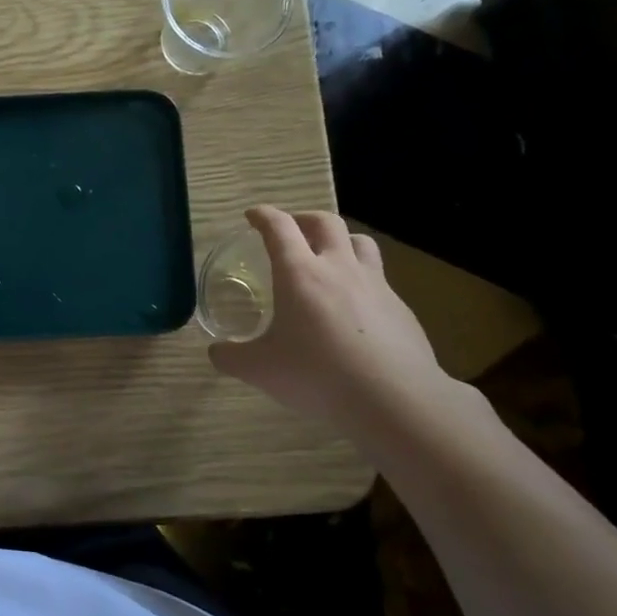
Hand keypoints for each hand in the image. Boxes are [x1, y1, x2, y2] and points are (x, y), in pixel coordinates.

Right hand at [207, 207, 449, 426]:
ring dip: (340, 240)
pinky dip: (361, 278)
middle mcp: (338, 268)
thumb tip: (216, 352)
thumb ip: (232, 357)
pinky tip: (354, 306)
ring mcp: (375, 285)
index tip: (253, 215)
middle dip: (303, 218)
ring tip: (328, 256)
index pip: (279, 227)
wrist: (396, 399)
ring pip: (360, 241)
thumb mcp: (260, 370)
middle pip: (325, 222)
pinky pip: (379, 278)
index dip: (263, 216)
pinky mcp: (400, 307)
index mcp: (299, 274)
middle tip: (290, 230)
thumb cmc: (318, 376)